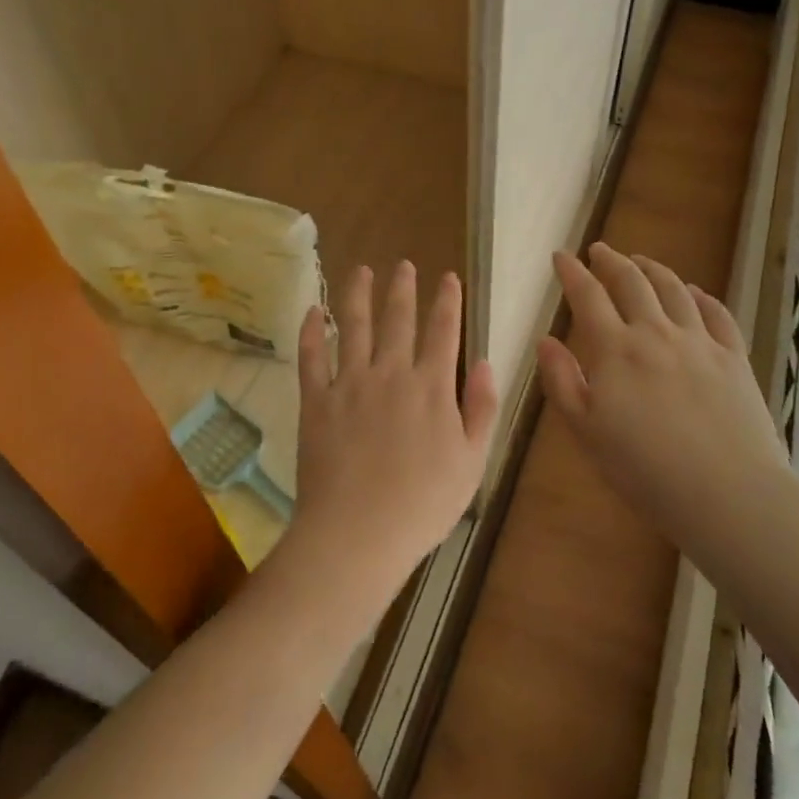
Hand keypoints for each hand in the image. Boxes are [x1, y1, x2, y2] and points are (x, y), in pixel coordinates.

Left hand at [284, 263, 497, 622]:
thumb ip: (482, 409)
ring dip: (359, 295)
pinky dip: (311, 332)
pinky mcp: (316, 401)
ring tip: (362, 270)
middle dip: (403, 289)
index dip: (447, 302)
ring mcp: (350, 384)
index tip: (448, 278)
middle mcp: (391, 374)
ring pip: (355, 327)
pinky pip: (311, 358)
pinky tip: (313, 311)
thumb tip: (487, 363)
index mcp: (432, 388)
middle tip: (404, 264)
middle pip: (398, 320)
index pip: (443, 332)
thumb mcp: (471, 462)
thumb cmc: (422, 505)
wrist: (357, 534)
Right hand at [537, 243, 784, 568]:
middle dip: (611, 261)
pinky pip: (717, 314)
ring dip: (653, 269)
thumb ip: (562, 381)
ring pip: (674, 290)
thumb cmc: (644, 470)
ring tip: (642, 261)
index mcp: (616, 349)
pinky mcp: (734, 358)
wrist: (727, 494)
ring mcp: (699, 342)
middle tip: (599, 250)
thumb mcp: (586, 432)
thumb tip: (545, 339)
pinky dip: (702, 296)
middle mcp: (656, 333)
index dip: (572, 272)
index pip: (588, 296)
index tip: (561, 255)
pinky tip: (695, 292)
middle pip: (632, 283)